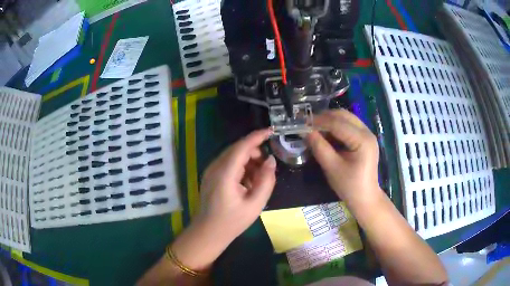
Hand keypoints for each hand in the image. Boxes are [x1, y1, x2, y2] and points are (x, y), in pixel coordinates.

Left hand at [171, 129, 275, 271]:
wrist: (208, 233)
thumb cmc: (232, 222)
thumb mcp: (255, 204)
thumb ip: (266, 181)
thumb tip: (271, 161)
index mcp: (225, 173)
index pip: (242, 147)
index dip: (257, 137)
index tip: (272, 131)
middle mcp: (215, 167)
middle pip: (237, 149)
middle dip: (255, 152)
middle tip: (267, 168)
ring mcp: (211, 170)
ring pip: (233, 155)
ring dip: (248, 161)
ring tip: (257, 180)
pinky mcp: (211, 175)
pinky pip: (228, 164)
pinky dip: (241, 168)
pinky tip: (247, 183)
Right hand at [306, 109, 381, 206]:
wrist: (365, 198)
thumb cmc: (349, 186)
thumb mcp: (332, 167)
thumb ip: (319, 147)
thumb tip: (305, 131)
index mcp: (362, 140)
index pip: (338, 123)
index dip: (319, 121)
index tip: (302, 123)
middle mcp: (367, 132)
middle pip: (343, 116)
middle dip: (324, 118)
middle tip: (308, 125)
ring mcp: (367, 134)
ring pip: (346, 118)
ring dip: (330, 121)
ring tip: (315, 130)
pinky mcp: (364, 139)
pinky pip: (348, 126)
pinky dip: (336, 128)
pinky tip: (326, 135)